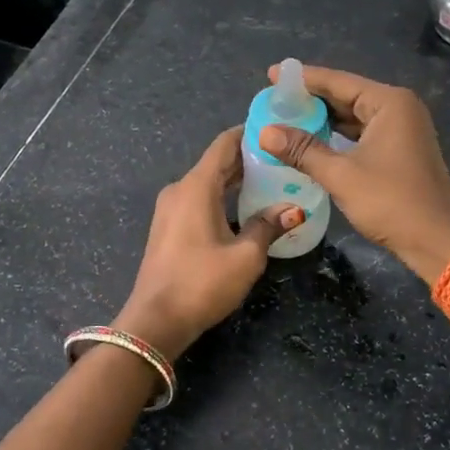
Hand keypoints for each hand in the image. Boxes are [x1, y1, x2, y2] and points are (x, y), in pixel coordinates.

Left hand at [114, 127, 302, 359]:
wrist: (155, 322)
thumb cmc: (202, 283)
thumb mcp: (245, 257)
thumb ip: (268, 226)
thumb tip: (294, 209)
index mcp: (196, 187)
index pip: (224, 144)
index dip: (249, 132)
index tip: (276, 128)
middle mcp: (180, 189)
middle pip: (217, 162)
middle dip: (248, 158)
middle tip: (284, 158)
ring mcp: (169, 209)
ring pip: (207, 182)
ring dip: (235, 180)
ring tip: (271, 180)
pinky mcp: (168, 227)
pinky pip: (198, 199)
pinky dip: (221, 196)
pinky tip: (244, 208)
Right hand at [258, 64, 449, 284]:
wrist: (438, 241)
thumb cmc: (391, 202)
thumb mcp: (341, 175)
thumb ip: (303, 150)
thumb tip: (265, 132)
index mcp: (389, 103)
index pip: (338, 81)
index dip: (303, 79)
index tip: (272, 75)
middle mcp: (399, 108)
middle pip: (347, 95)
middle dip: (311, 99)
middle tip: (274, 99)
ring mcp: (404, 129)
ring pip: (355, 115)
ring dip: (324, 118)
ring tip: (287, 118)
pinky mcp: (402, 150)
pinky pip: (364, 132)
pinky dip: (339, 135)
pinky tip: (314, 141)